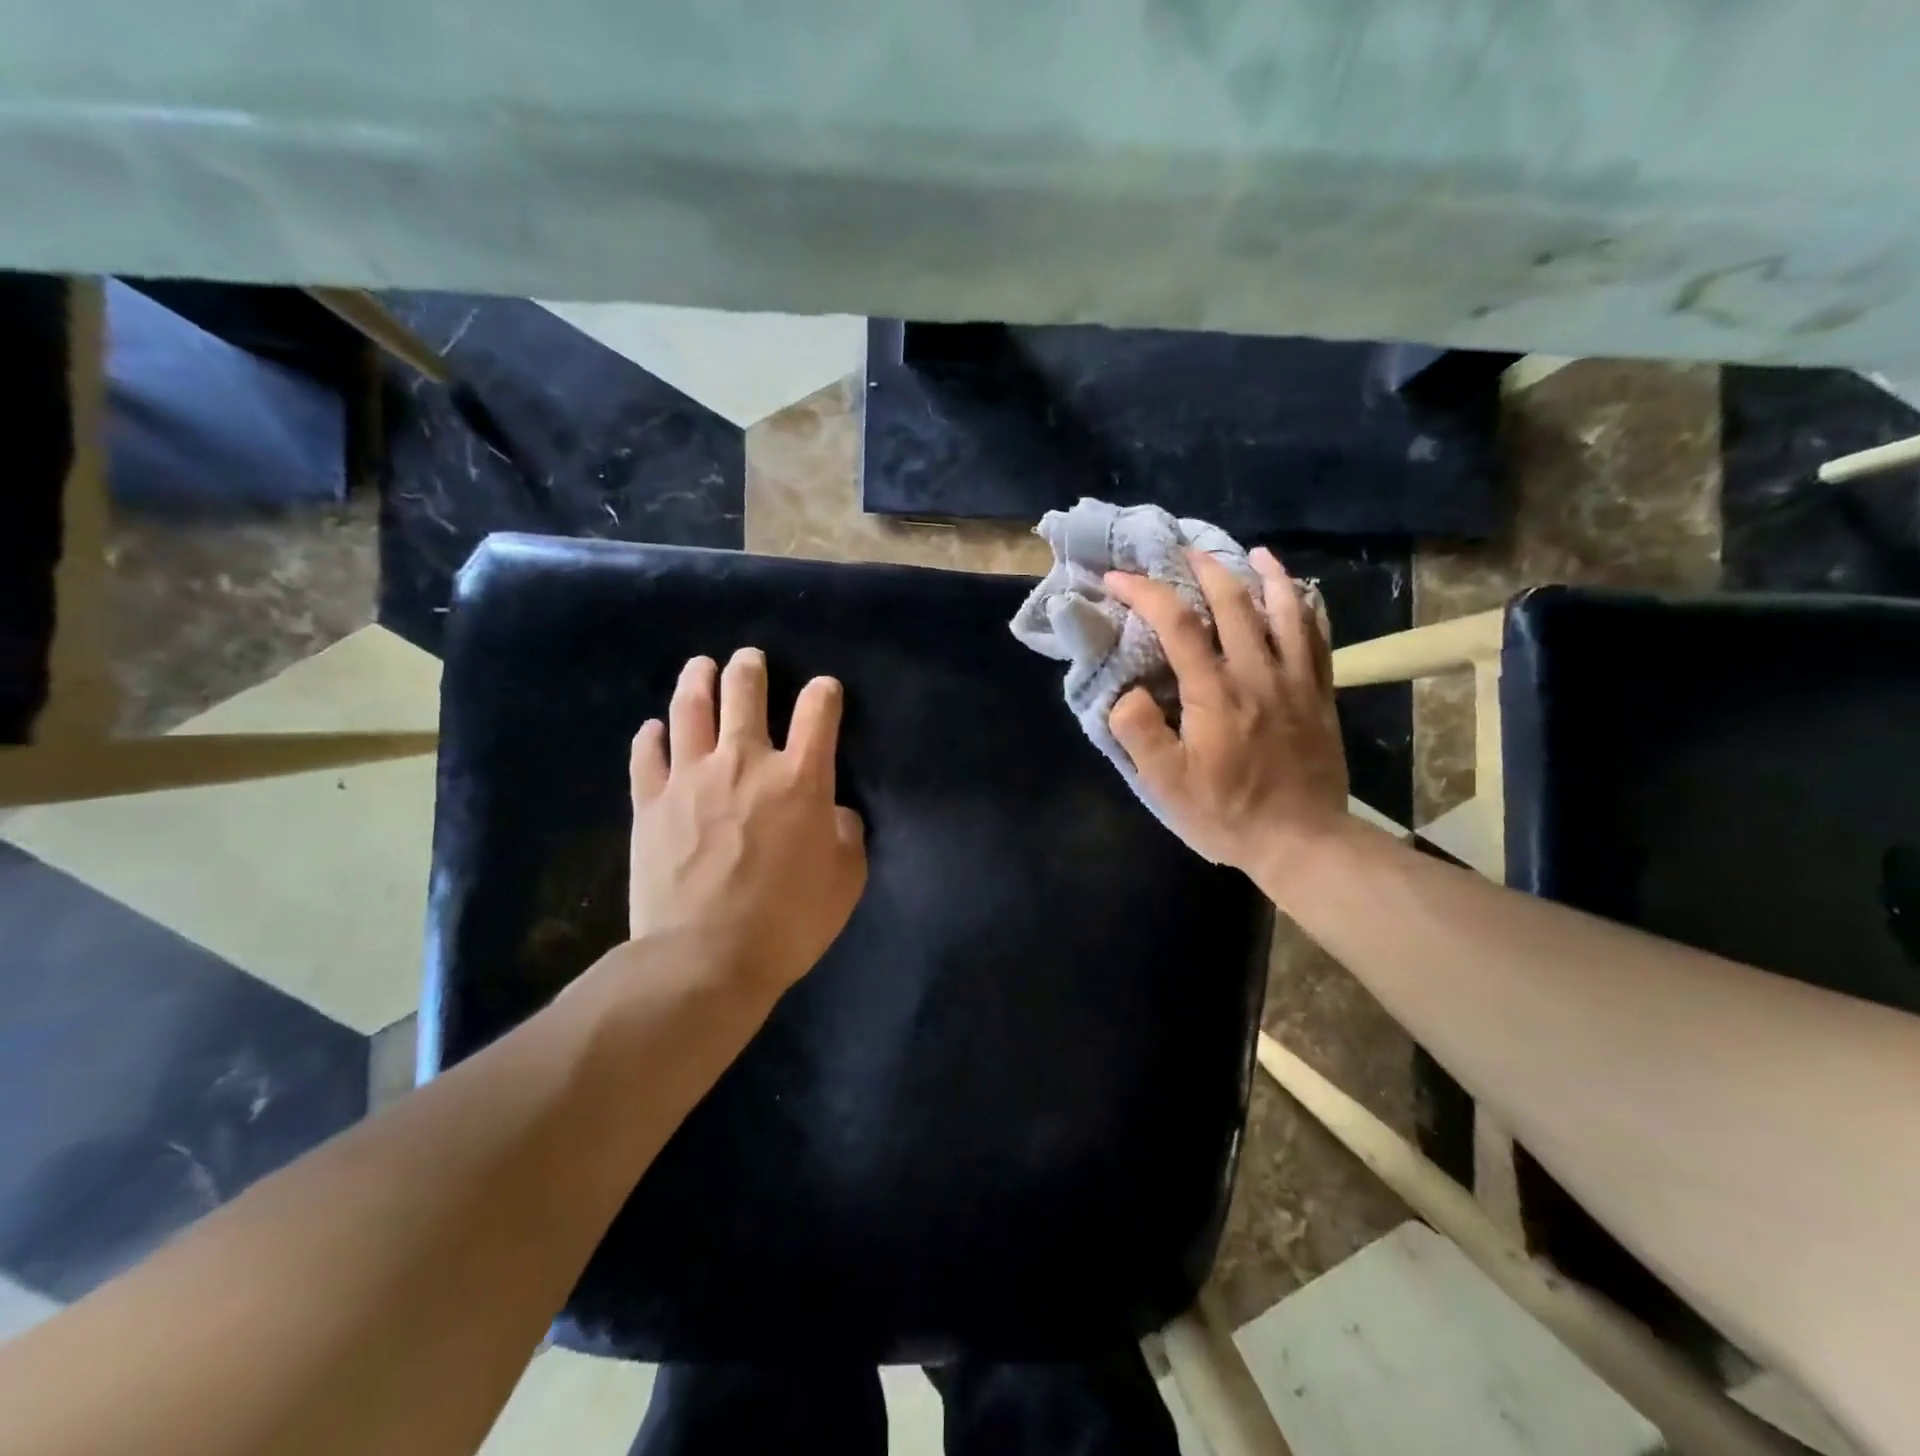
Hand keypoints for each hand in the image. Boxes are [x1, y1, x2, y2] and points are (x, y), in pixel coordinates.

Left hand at [627, 649, 866, 995]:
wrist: (704, 958)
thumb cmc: (788, 922)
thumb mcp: (845, 880)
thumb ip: (846, 834)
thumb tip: (835, 812)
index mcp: (799, 778)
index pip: (818, 711)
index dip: (824, 693)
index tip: (824, 691)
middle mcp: (744, 762)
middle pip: (745, 693)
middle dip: (751, 669)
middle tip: (750, 659)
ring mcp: (691, 778)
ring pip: (690, 709)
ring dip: (698, 681)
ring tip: (701, 667)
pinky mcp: (651, 802)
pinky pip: (646, 755)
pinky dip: (651, 737)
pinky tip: (653, 729)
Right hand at [1105, 547, 1348, 897]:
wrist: (1303, 841)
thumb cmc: (1227, 813)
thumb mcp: (1166, 785)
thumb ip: (1139, 733)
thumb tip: (1126, 691)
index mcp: (1215, 692)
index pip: (1177, 624)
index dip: (1144, 593)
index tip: (1117, 579)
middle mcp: (1258, 673)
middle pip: (1233, 602)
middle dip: (1203, 568)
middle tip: (1182, 551)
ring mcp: (1296, 681)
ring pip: (1285, 610)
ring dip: (1266, 575)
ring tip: (1252, 553)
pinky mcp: (1320, 695)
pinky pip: (1317, 638)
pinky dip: (1307, 608)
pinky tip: (1300, 596)